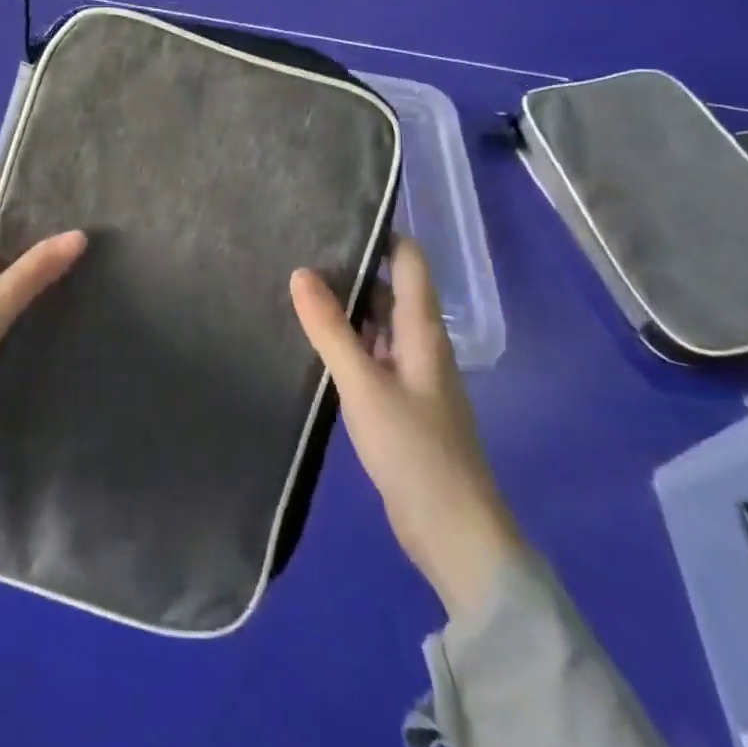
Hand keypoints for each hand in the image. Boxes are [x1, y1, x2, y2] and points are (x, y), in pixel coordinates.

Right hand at [291, 238, 522, 617]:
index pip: (409, 260)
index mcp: (422, 330)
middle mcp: (420, 343)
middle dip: (350, 268)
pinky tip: (312, 340)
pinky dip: (346, 340)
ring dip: (345, 306)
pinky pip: (370, 353)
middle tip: (298, 248)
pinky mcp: (398, 400)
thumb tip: (300, 271)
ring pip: (376, 322)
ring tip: (295, 286)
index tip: (336, 214)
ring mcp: (410, 373)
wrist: (452, 532)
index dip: (381, 233)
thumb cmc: (413, 449)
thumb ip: (330, 329)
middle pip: (388, 288)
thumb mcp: (363, 385)